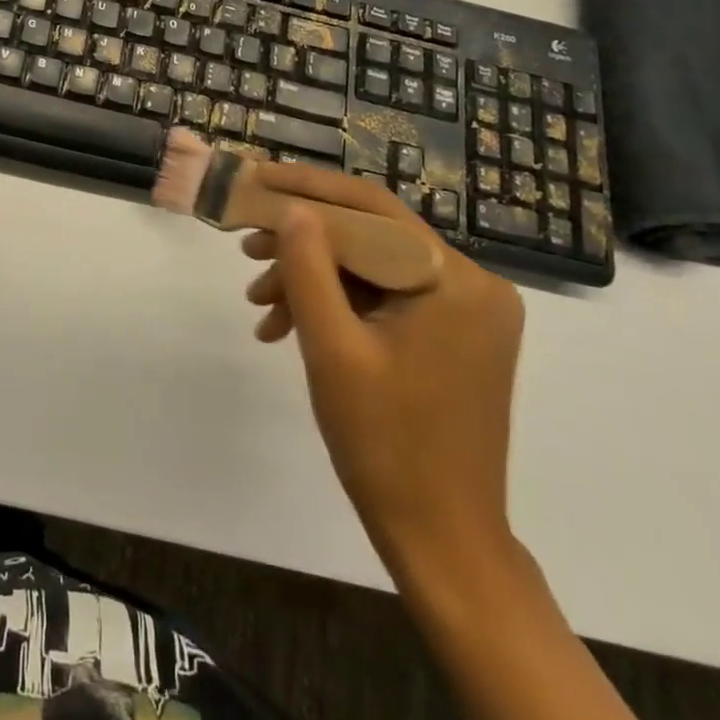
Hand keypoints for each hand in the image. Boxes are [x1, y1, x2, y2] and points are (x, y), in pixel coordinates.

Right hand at [242, 165, 523, 574]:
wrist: (441, 538)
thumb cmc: (385, 444)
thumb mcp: (332, 348)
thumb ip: (309, 267)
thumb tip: (291, 208)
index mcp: (456, 282)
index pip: (372, 209)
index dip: (306, 190)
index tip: (254, 180)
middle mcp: (473, 286)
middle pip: (372, 238)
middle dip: (303, 243)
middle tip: (245, 250)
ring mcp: (466, 313)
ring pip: (373, 269)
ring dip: (314, 279)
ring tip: (259, 304)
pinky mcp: (453, 337)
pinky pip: (385, 300)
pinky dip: (338, 306)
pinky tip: (289, 327)